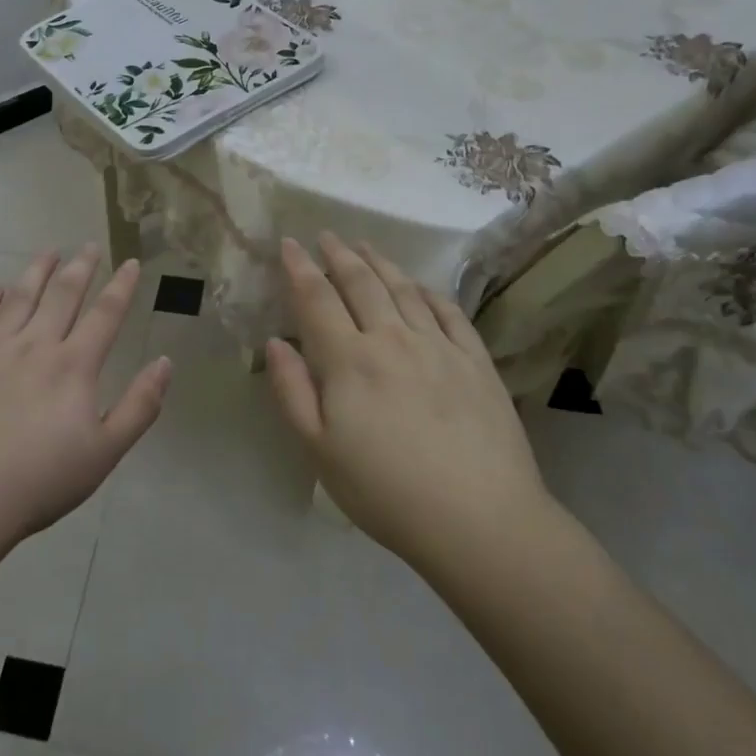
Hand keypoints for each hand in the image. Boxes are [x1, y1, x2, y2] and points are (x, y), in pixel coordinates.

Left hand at [0, 245, 171, 547]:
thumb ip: (140, 406)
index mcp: (73, 366)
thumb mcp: (105, 453)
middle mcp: (34, 346)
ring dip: (37, 271)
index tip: (131, 263)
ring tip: (49, 252)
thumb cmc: (39, 482)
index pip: (105, 314)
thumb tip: (165, 362)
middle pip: (62, 294)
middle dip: (81, 266)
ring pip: (19, 297)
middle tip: (90, 245)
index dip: (121, 286)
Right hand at [264, 233, 549, 565]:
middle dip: (339, 255)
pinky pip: (449, 312)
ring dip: (380, 262)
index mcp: (349, 360)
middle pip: (361, 283)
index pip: (317, 299)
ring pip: (404, 289)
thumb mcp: (319, 451)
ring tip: (365, 245)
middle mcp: (393, 339)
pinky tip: (420, 286)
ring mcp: (439, 346)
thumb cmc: (385, 491)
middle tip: (325, 235)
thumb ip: (291, 391)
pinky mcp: (476, 361)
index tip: (288, 243)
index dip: (299, 268)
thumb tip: (276, 342)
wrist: (480, 520)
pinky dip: (428, 291)